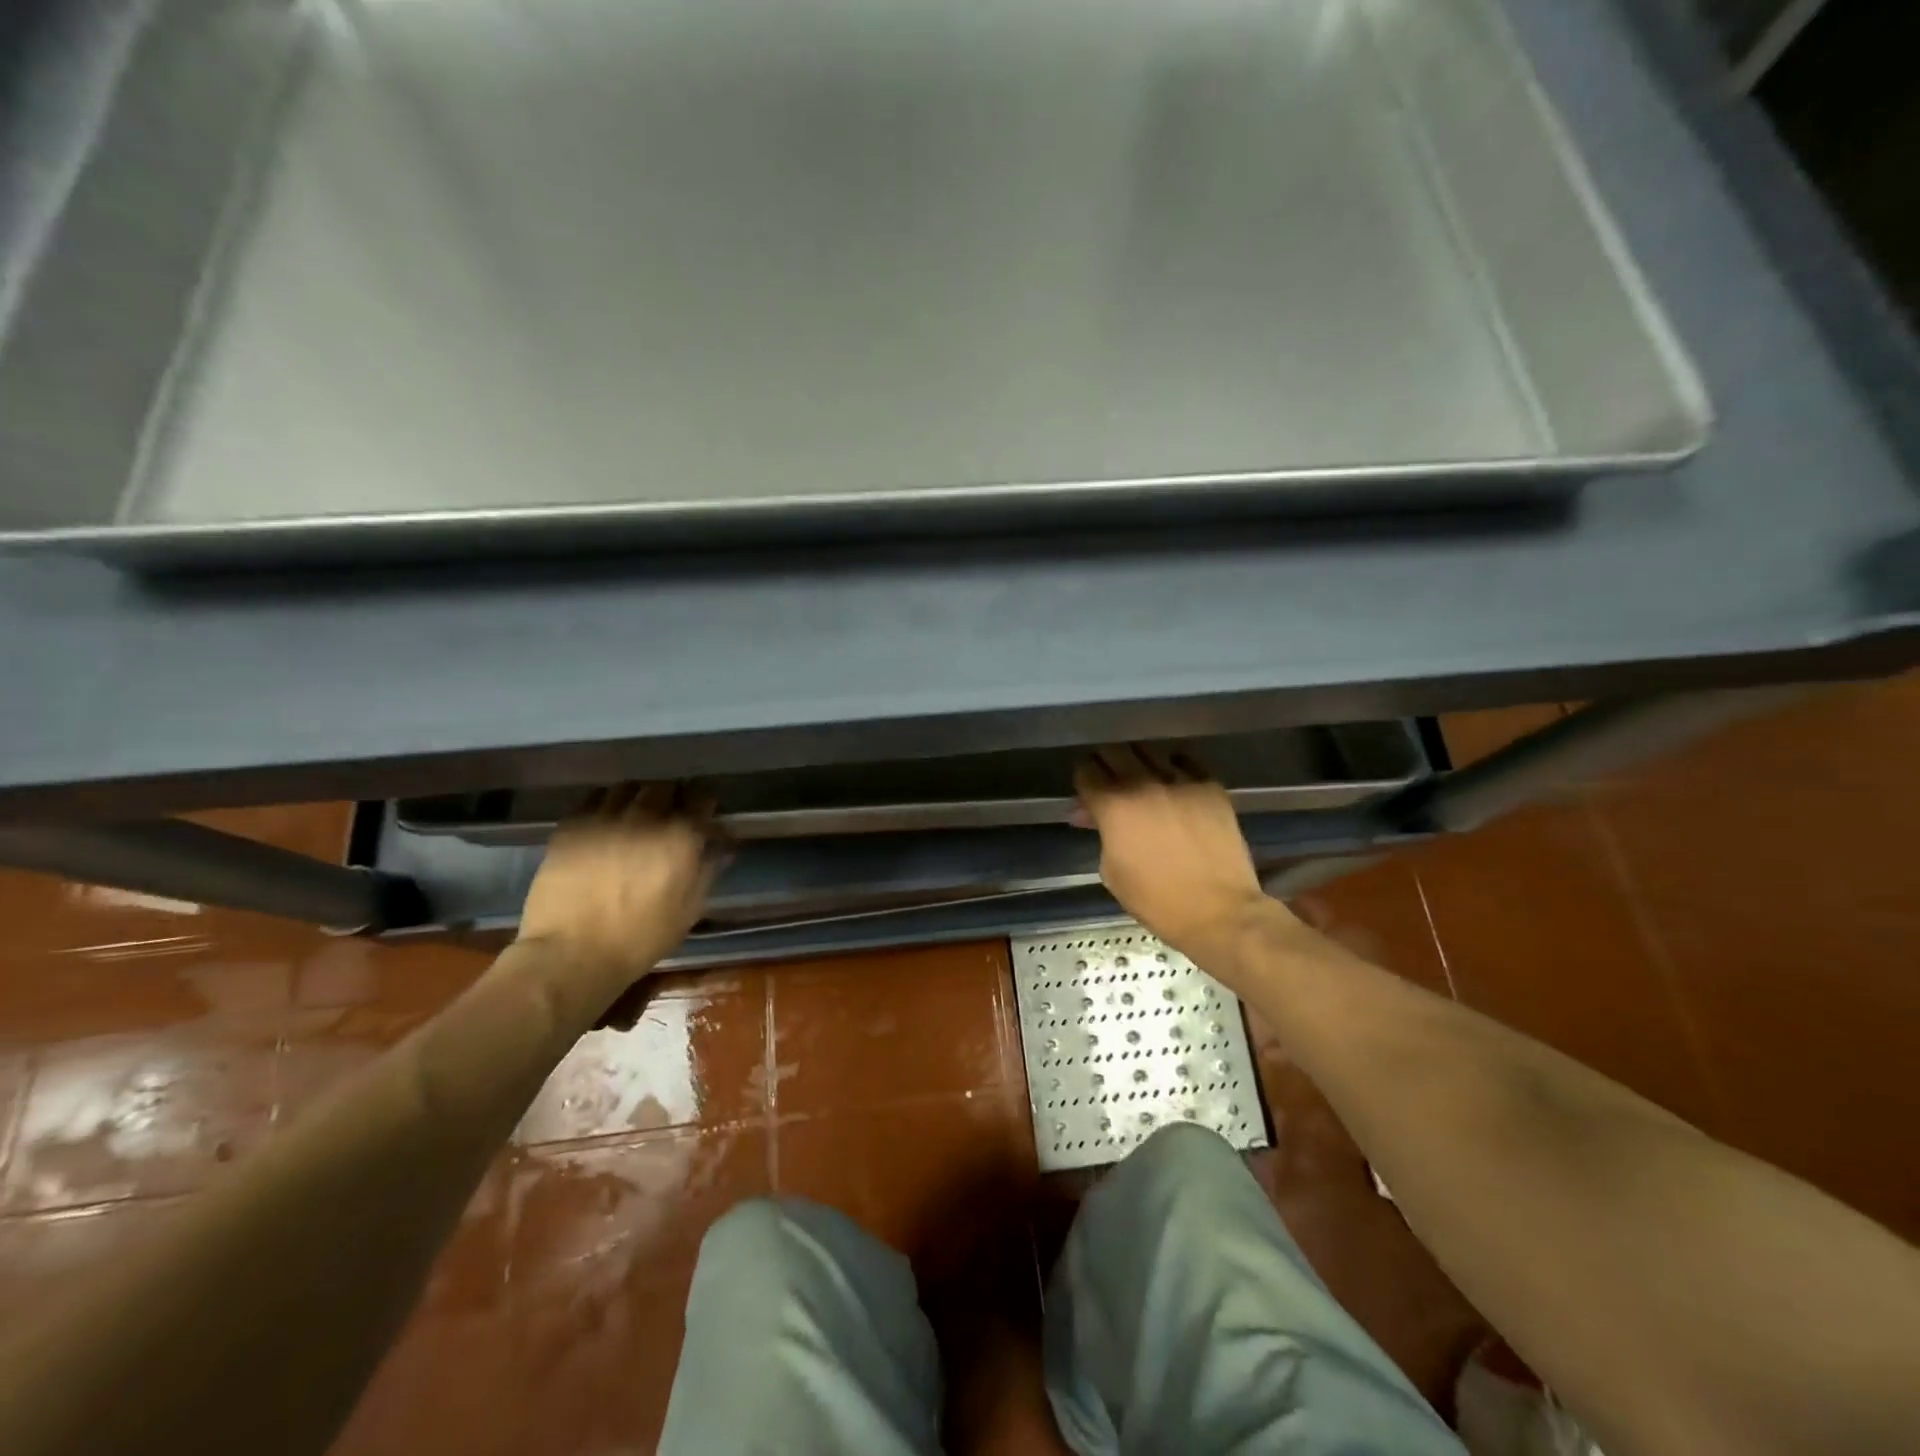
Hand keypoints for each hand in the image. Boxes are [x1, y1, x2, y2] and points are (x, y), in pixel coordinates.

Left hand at [516, 783, 722, 986]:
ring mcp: (606, 816)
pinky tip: (605, 822)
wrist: (571, 953)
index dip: (705, 804)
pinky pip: (594, 798)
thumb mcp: (689, 910)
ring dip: (638, 797)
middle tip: (669, 815)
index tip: (703, 816)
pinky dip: (605, 803)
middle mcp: (647, 816)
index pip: (703, 797)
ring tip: (635, 814)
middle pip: (665, 786)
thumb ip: (708, 870)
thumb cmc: (640, 938)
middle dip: (672, 797)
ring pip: (629, 787)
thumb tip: (723, 845)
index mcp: (682, 836)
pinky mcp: (572, 824)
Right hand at [1073, 746, 1286, 968]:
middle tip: (1108, 781)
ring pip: (1148, 751)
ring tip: (1141, 779)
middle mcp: (1143, 783)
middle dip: (1105, 764)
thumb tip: (1092, 815)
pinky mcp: (1210, 786)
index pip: (1086, 772)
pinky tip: (1173, 781)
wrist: (1219, 911)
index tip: (1086, 794)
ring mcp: (1180, 781)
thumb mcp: (1111, 871)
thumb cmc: (1157, 901)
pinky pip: (1185, 761)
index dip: (1082, 782)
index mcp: (1113, 806)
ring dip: (1138, 762)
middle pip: (1114, 752)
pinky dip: (1173, 766)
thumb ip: (1101, 834)